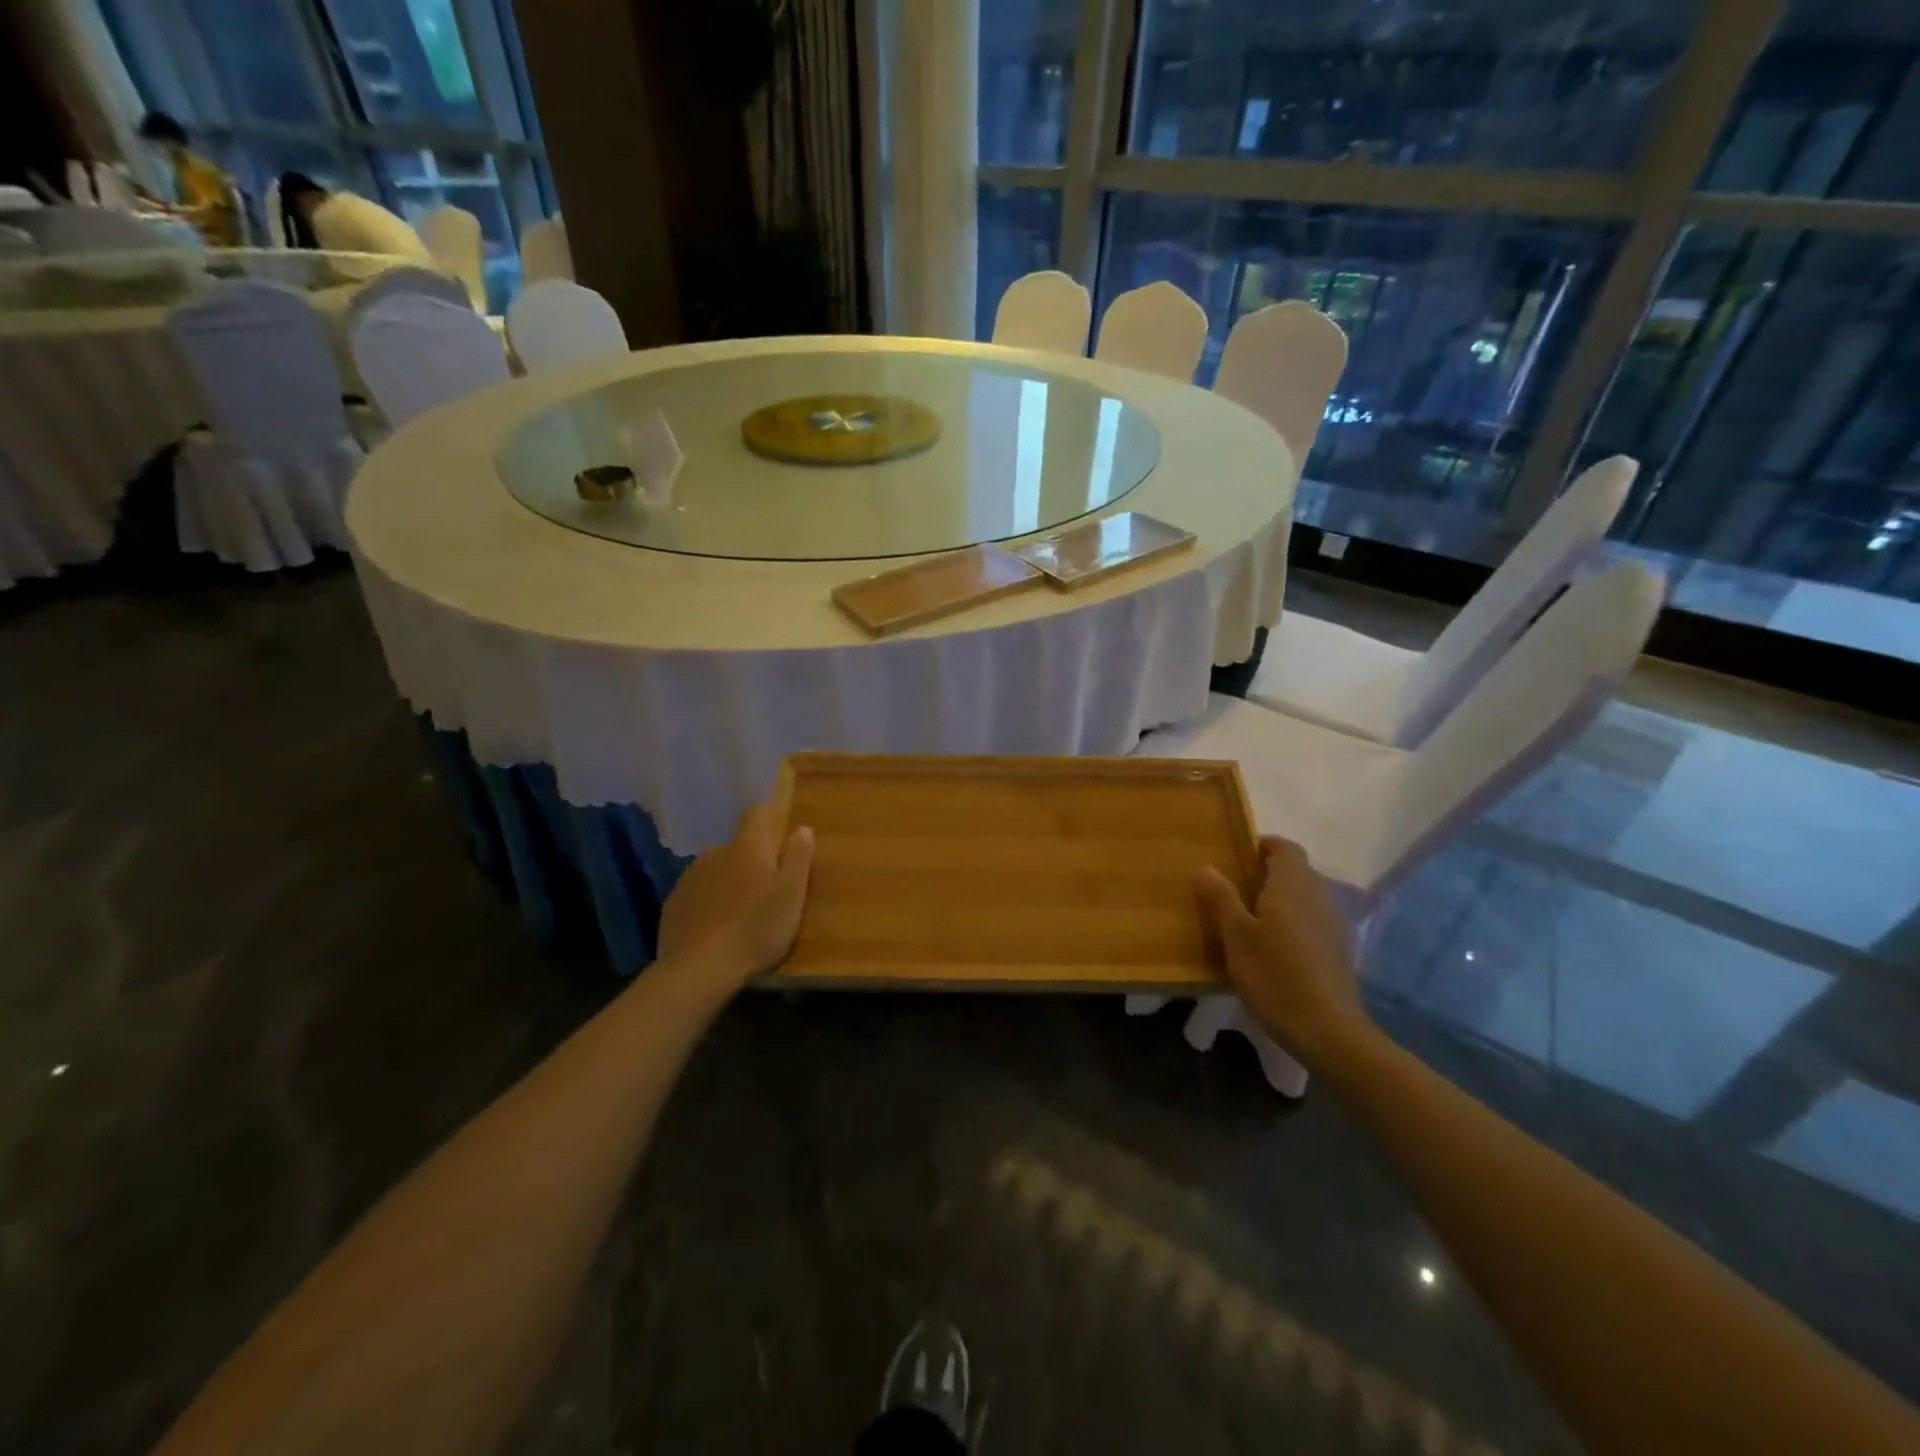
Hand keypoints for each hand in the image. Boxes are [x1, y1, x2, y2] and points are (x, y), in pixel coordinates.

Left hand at [657, 802, 813, 987]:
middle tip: (766, 890)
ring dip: (728, 882)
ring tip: (740, 913)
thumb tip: (802, 828)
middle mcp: (716, 853)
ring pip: (716, 870)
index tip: (779, 837)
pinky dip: (708, 903)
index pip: (757, 814)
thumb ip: (798, 858)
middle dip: (751, 860)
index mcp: (748, 847)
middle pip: (738, 847)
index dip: (768, 818)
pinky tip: (715, 928)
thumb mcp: (791, 895)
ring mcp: (690, 877)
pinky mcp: (673, 903)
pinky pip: (697, 893)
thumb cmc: (756, 929)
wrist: (699, 969)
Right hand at [1193, 837, 1370, 1065]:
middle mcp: (1318, 896)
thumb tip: (1207, 867)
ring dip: (1282, 898)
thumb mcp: (1236, 935)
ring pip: (1306, 896)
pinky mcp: (1338, 950)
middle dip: (1269, 872)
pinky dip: (1294, 922)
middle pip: (1297, 870)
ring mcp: (1333, 924)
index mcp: (1292, 886)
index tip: (1238, 855)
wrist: (1327, 1030)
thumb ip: (1222, 898)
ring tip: (1252, 918)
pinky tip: (1275, 947)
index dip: (1263, 845)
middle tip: (1236, 887)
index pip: (1285, 847)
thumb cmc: (1274, 974)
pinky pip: (1313, 920)